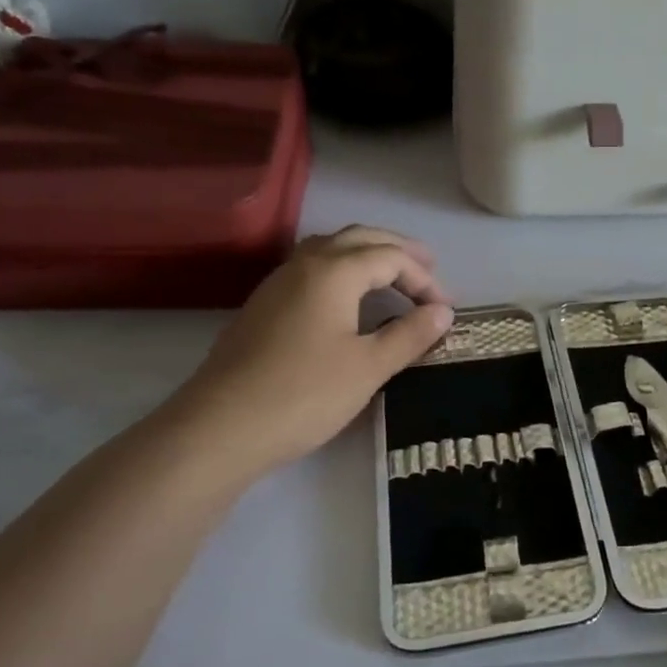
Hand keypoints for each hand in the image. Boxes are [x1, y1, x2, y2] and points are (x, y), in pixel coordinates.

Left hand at [173, 226, 453, 471]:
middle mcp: (303, 264)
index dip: (424, 279)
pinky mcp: (263, 307)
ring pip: (330, 249)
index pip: (390, 257)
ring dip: (366, 255)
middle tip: (429, 267)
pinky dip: (342, 272)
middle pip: (359, 238)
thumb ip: (410, 334)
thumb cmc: (304, 394)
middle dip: (397, 250)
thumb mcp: (369, 367)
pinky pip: (311, 270)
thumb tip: (443, 312)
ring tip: (391, 275)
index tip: (445, 310)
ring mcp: (277, 284)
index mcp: (333, 271)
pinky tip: (347, 300)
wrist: (221, 427)